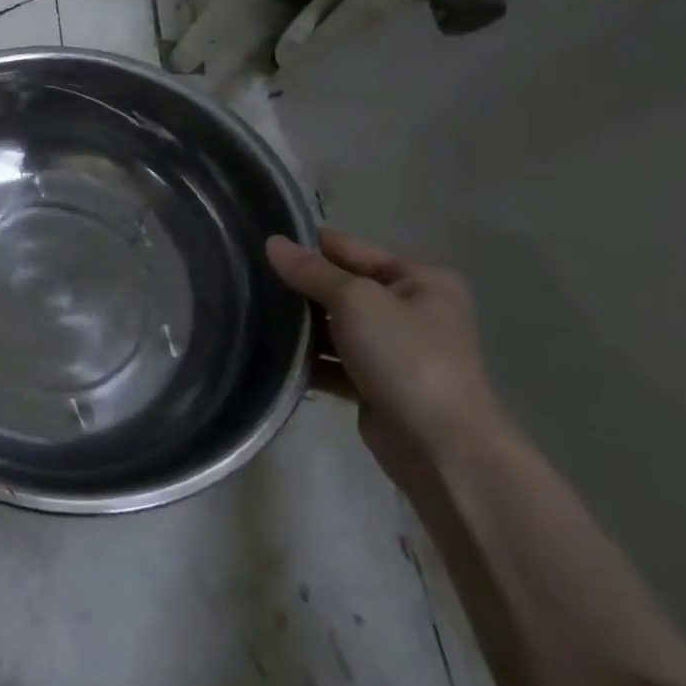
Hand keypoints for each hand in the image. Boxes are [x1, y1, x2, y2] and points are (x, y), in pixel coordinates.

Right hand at [265, 227, 506, 477]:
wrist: (438, 444)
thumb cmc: (405, 356)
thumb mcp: (355, 300)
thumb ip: (312, 271)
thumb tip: (272, 242)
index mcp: (421, 281)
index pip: (353, 249)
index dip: (310, 245)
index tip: (261, 241)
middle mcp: (411, 311)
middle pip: (342, 288)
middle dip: (300, 286)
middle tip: (247, 277)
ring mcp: (395, 350)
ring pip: (335, 326)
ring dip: (300, 324)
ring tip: (249, 311)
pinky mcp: (376, 384)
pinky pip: (334, 361)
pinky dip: (308, 359)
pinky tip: (269, 352)